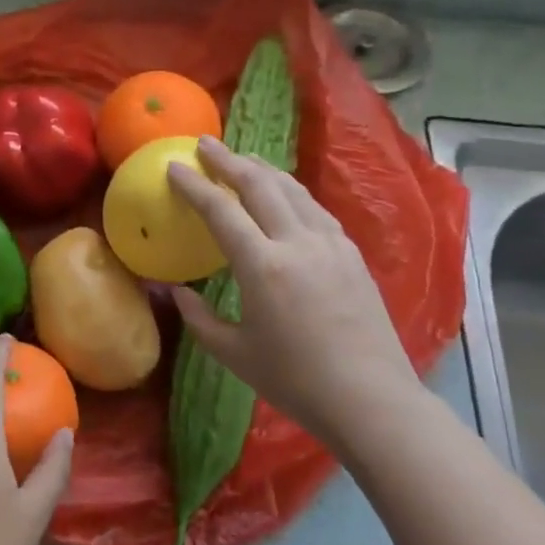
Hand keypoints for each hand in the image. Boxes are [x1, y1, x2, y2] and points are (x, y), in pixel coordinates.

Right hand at [166, 137, 420, 446]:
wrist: (371, 400)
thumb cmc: (295, 381)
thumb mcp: (234, 353)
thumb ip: (199, 318)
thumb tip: (176, 291)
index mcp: (263, 266)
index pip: (221, 210)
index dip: (194, 184)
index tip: (173, 165)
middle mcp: (298, 243)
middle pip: (259, 185)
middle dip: (229, 160)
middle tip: (205, 144)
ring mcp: (331, 244)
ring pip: (293, 190)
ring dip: (263, 169)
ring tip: (242, 159)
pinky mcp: (352, 254)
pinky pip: (315, 208)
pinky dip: (291, 192)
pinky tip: (285, 194)